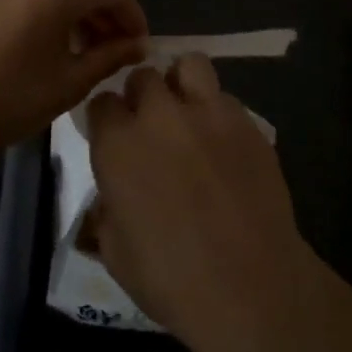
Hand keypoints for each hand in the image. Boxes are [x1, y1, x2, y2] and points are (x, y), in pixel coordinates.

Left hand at [0, 0, 147, 172]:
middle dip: (103, 15)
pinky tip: (37, 42)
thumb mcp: (68, 84)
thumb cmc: (5, 102)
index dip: (134, 16)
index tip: (137, 47)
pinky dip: (41, 7)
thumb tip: (136, 45)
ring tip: (77, 50)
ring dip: (72, 11)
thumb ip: (110, 56)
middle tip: (111, 53)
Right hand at [87, 56, 329, 351]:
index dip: (106, 119)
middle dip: (142, 96)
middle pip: (143, 76)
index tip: (113, 137)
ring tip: (188, 113)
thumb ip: (106, 210)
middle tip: (151, 127)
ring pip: (189, 65)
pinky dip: (218, 111)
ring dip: (181, 83)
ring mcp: (207, 113)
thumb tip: (111, 198)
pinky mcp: (247, 122)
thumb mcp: (115, 252)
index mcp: (118, 144)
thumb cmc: (170, 279)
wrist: (250, 286)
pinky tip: (224, 143)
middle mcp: (159, 116)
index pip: (101, 102)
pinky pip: (225, 98)